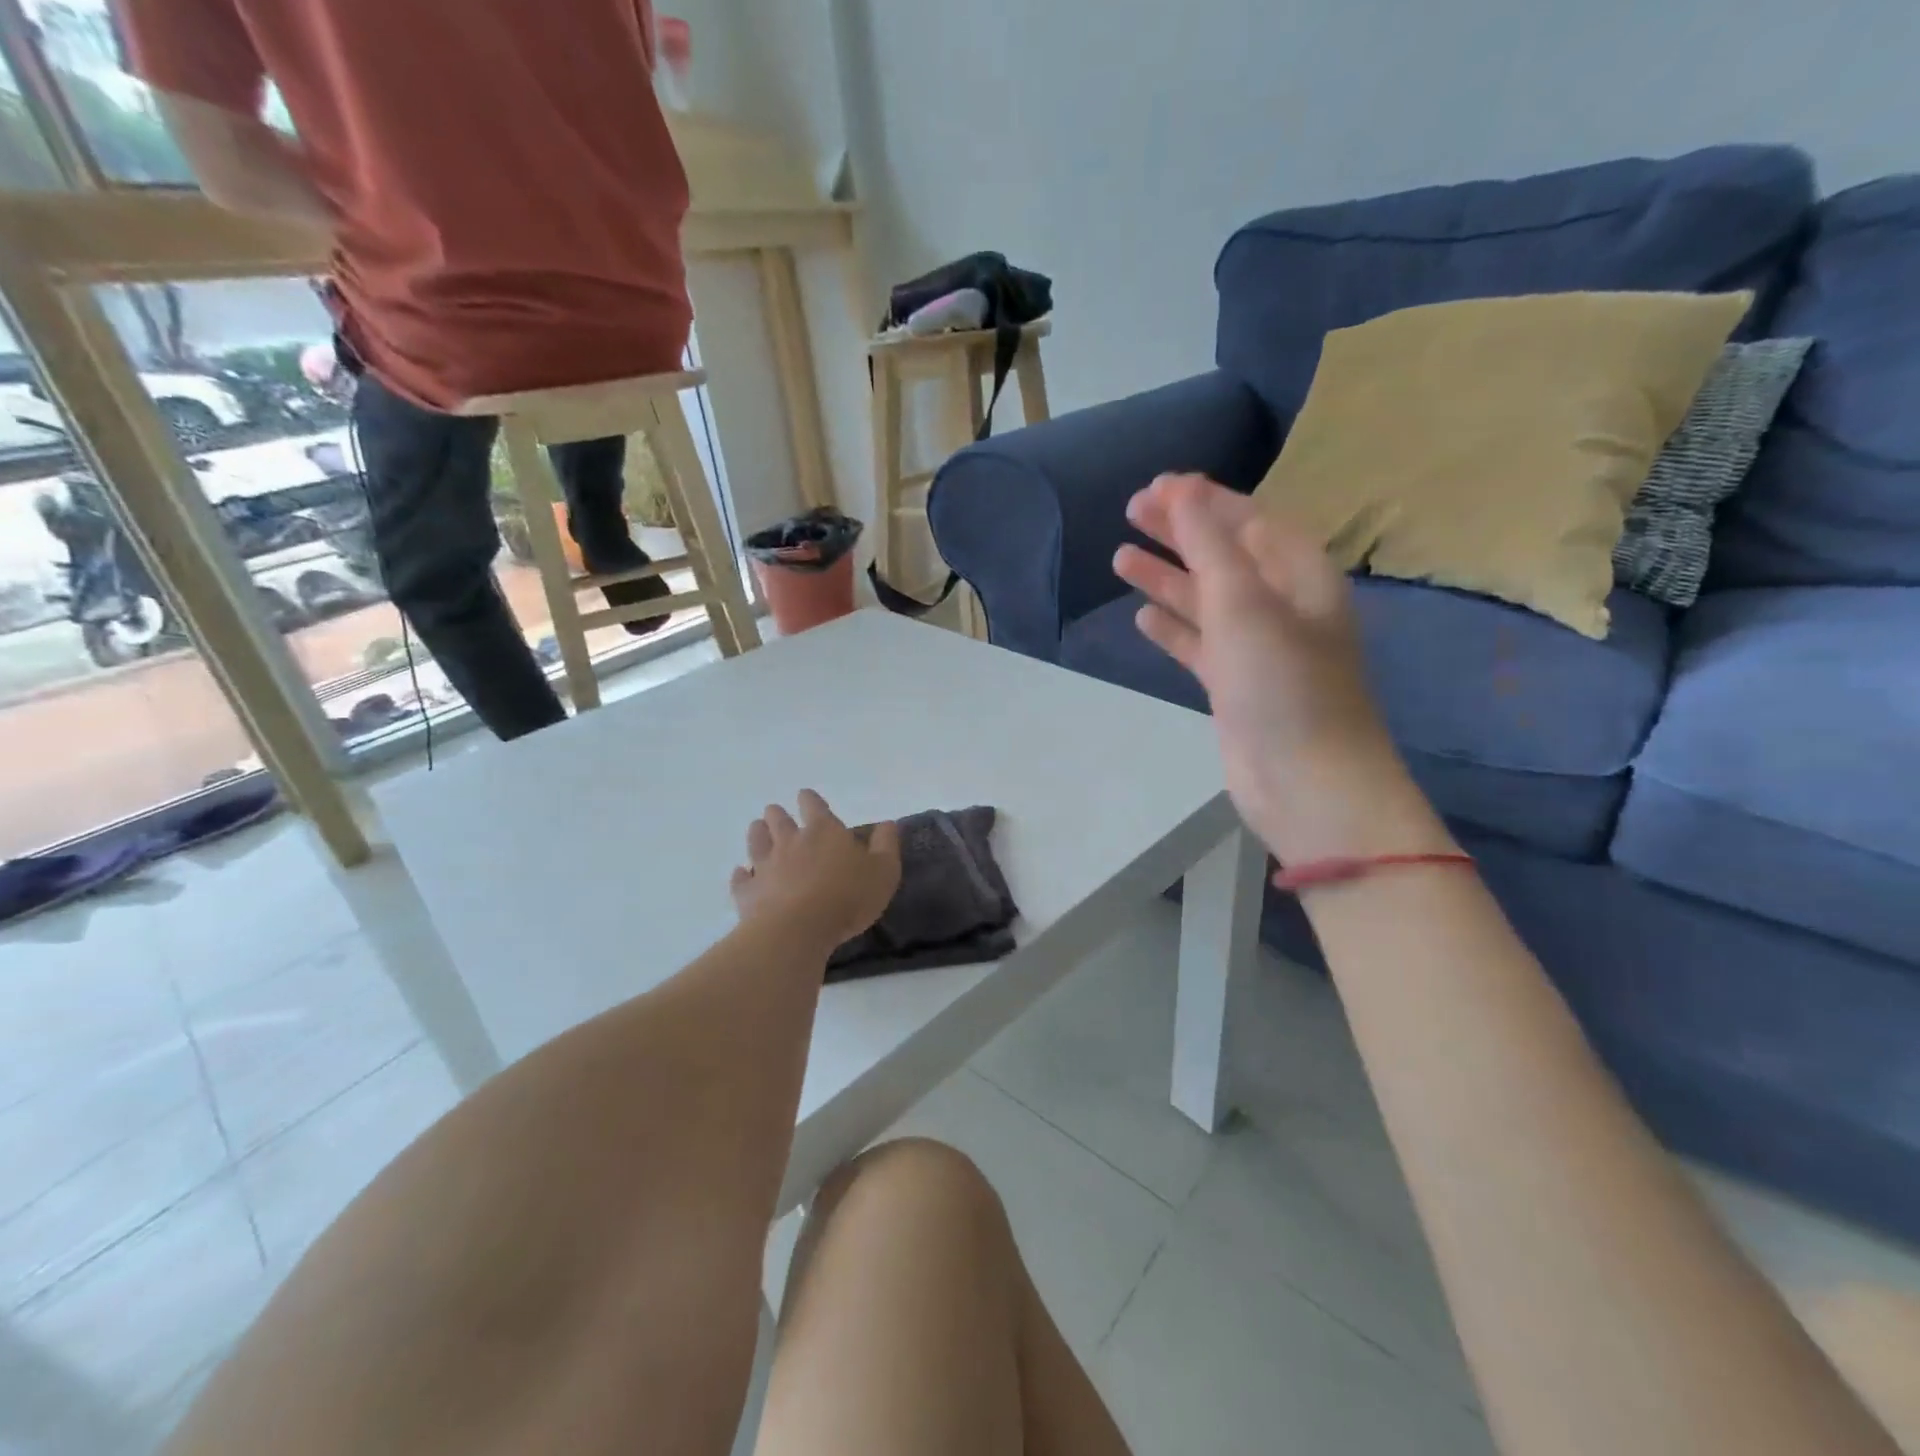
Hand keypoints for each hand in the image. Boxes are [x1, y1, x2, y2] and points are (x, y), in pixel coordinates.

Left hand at [729, 790, 901, 948]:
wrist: (798, 929)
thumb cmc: (848, 896)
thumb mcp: (883, 871)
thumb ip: (886, 845)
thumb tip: (887, 824)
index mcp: (824, 831)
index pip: (814, 806)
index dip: (810, 800)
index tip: (805, 796)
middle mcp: (791, 842)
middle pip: (779, 820)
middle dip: (778, 814)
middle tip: (775, 811)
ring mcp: (765, 866)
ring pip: (756, 842)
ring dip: (757, 833)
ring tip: (757, 828)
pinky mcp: (748, 892)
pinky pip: (741, 879)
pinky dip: (741, 875)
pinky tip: (741, 873)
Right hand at [1113, 474, 1451, 867]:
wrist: (1305, 782)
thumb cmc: (1281, 682)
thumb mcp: (1243, 601)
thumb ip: (1209, 544)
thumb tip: (1181, 489)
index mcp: (1299, 575)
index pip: (1249, 520)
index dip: (1203, 500)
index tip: (1155, 486)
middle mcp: (1281, 606)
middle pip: (1223, 555)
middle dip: (1179, 533)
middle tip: (1130, 511)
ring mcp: (1257, 649)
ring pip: (1206, 601)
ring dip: (1167, 579)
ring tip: (1120, 558)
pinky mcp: (1236, 687)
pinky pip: (1200, 645)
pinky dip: (1173, 629)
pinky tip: (1143, 619)